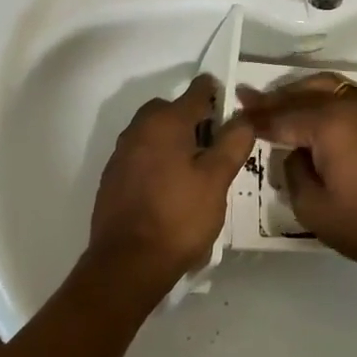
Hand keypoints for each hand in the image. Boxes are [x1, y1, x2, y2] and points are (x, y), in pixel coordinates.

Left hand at [88, 75, 255, 291]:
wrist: (127, 265)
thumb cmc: (179, 217)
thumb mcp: (218, 179)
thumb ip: (233, 142)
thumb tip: (244, 117)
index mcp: (165, 122)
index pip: (197, 92)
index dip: (217, 94)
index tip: (233, 109)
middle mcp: (138, 129)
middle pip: (171, 110)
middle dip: (193, 119)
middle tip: (216, 144)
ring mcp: (121, 154)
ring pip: (154, 133)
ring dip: (174, 140)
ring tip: (196, 170)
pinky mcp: (112, 178)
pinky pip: (141, 155)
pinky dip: (157, 160)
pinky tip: (171, 188)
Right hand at [235, 74, 356, 272]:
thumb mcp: (311, 206)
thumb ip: (292, 170)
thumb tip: (294, 151)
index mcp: (330, 124)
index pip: (282, 117)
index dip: (256, 119)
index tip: (234, 113)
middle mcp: (349, 105)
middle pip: (301, 94)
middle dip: (273, 99)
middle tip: (247, 99)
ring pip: (324, 86)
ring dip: (297, 92)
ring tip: (274, 102)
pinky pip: (342, 93)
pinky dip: (320, 95)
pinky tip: (308, 108)